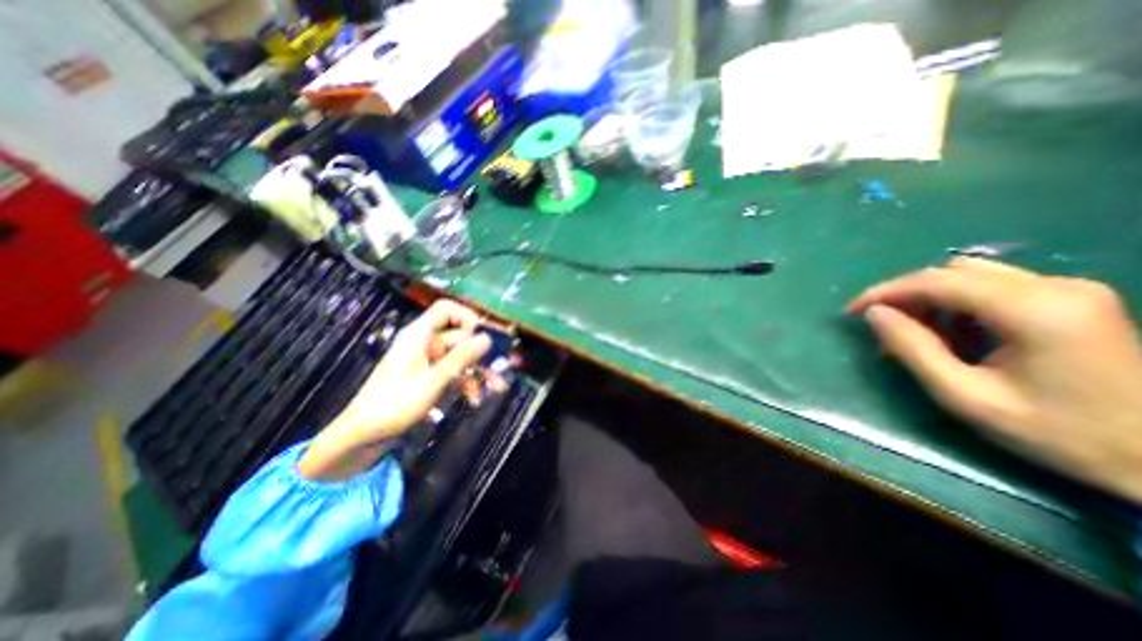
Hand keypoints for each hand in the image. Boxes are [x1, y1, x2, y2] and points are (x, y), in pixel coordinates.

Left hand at [299, 302, 491, 476]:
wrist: (365, 437)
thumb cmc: (393, 406)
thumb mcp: (431, 382)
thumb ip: (460, 358)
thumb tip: (487, 338)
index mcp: (419, 336)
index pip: (446, 310)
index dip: (467, 317)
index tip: (484, 336)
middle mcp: (426, 343)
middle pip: (461, 337)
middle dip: (482, 354)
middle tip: (503, 367)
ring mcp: (430, 360)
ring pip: (463, 356)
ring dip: (479, 371)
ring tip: (496, 388)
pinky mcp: (432, 375)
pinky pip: (456, 371)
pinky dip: (467, 382)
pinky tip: (475, 398)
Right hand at [847, 255, 1141, 504]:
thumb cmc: (1058, 433)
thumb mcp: (965, 396)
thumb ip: (913, 349)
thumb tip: (874, 314)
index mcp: (1035, 310)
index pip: (937, 281)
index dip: (885, 292)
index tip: (852, 311)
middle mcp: (1056, 287)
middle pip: (953, 272)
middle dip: (907, 296)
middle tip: (883, 329)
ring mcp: (1070, 291)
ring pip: (971, 276)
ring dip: (930, 300)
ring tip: (916, 336)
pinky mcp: (1072, 300)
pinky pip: (993, 287)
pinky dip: (957, 305)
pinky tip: (953, 335)